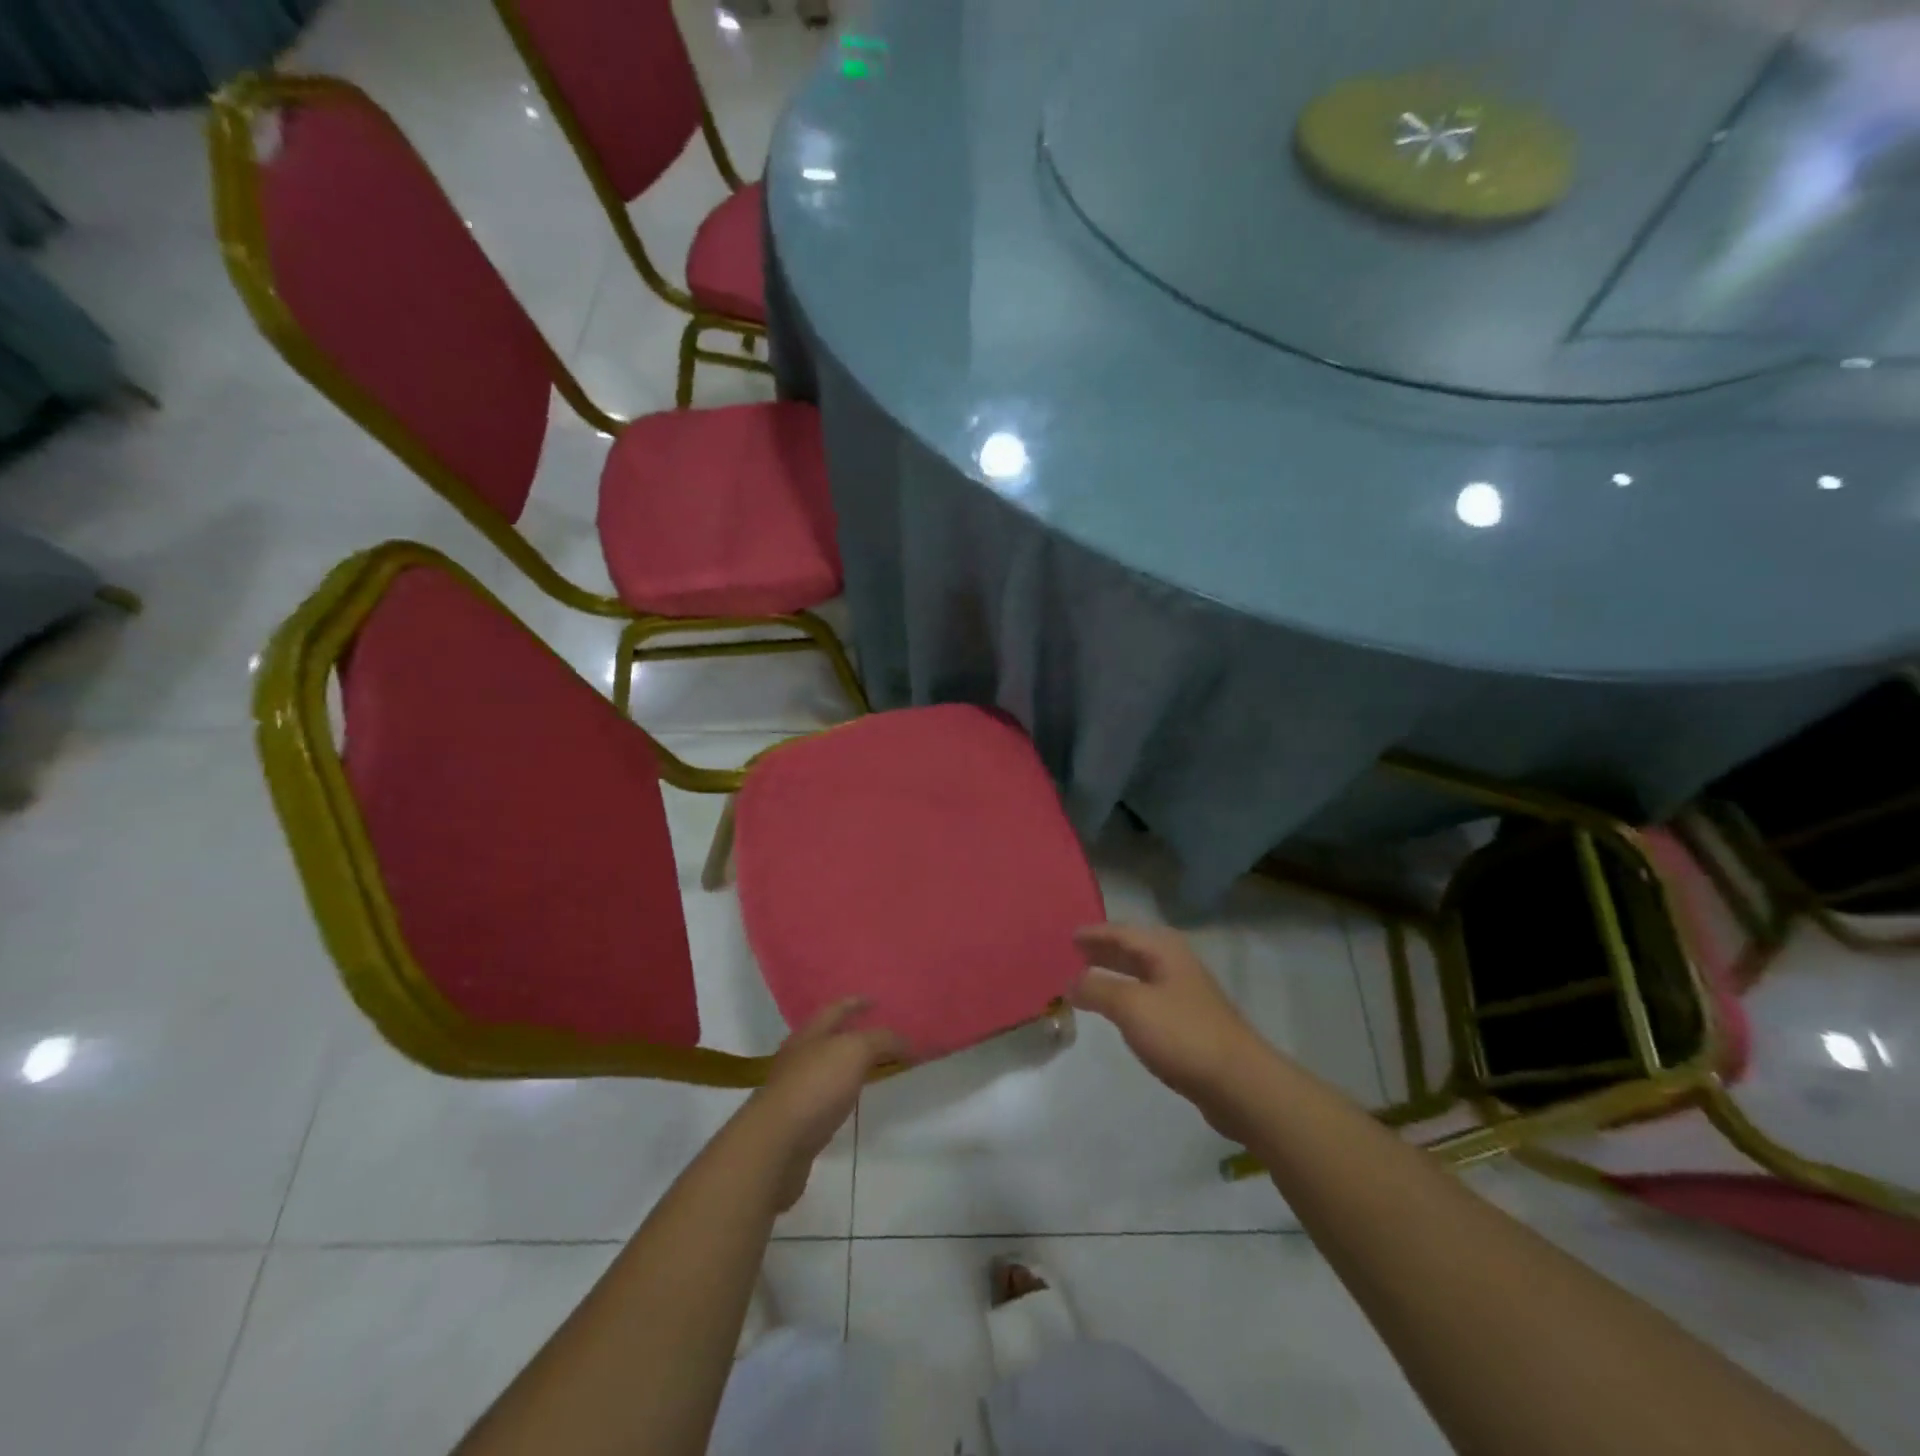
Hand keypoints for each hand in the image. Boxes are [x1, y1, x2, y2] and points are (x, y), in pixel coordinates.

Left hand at [738, 998, 907, 1210]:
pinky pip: (826, 1096)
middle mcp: (800, 1056)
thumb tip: (906, 1041)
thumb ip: (882, 1041)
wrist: (775, 1144)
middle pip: (829, 1037)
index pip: (837, 1009)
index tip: (876, 1001)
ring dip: (849, 1065)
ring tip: (874, 1067)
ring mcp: (796, 1088)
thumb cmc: (815, 1085)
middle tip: (882, 1036)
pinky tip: (853, 1100)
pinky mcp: (797, 1120)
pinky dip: (842, 1092)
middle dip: (853, 1034)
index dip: (857, 1002)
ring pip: (828, 1068)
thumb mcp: (855, 1051)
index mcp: (810, 1033)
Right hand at [1071, 923, 1272, 1135]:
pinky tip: (1116, 1011)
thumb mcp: (1131, 1006)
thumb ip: (1097, 988)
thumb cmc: (1182, 1035)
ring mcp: (1184, 994)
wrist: (1239, 1083)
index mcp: (1164, 950)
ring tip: (1086, 980)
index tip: (1067, 936)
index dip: (1094, 933)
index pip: (1121, 931)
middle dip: (1103, 951)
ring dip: (1113, 974)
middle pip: (1132, 950)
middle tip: (1071, 955)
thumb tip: (1070, 982)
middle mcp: (1175, 964)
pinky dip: (1126, 997)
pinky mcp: (1188, 1023)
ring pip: (1140, 974)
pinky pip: (1147, 998)